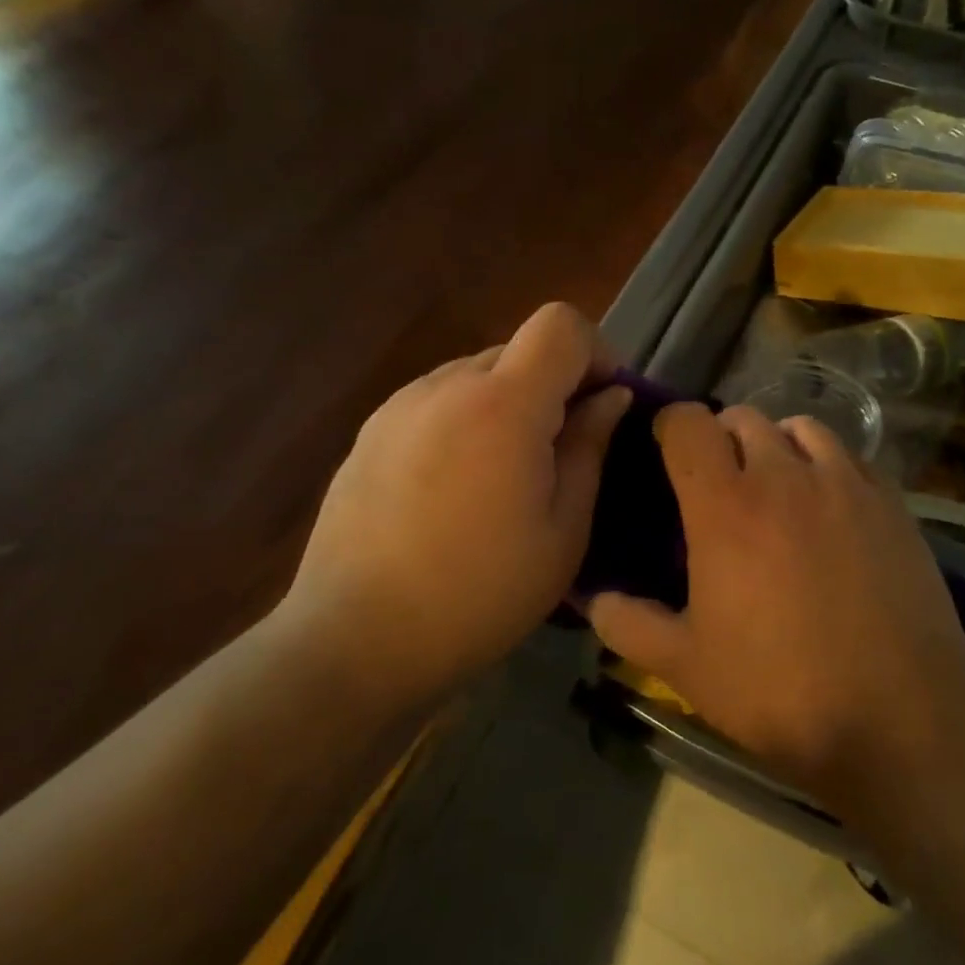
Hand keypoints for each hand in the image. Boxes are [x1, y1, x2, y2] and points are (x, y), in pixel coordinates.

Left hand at [293, 303, 631, 705]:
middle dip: (554, 386)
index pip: (561, 324)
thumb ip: (590, 448)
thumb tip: (610, 398)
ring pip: (476, 376)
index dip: (596, 352)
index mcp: (503, 404)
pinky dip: (466, 423)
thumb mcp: (562, 532)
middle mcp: (446, 385)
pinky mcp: (370, 431)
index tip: (604, 404)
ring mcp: (400, 405)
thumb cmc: (478, 595)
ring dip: (508, 406)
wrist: (354, 640)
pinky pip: (437, 403)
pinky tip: (454, 491)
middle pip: (519, 349)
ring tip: (503, 480)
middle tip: (561, 456)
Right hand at [589, 405, 964, 805]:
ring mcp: (844, 484)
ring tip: (775, 486)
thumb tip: (593, 598)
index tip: (664, 452)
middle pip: (742, 418)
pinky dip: (826, 464)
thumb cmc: (781, 690)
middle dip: (720, 438)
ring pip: (799, 427)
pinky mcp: (891, 502)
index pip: (688, 423)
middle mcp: (784, 475)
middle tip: (717, 484)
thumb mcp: (686, 667)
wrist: (902, 719)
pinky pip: (849, 456)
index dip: (669, 427)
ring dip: (776, 444)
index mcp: (725, 505)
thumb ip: (628, 624)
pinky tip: (828, 507)